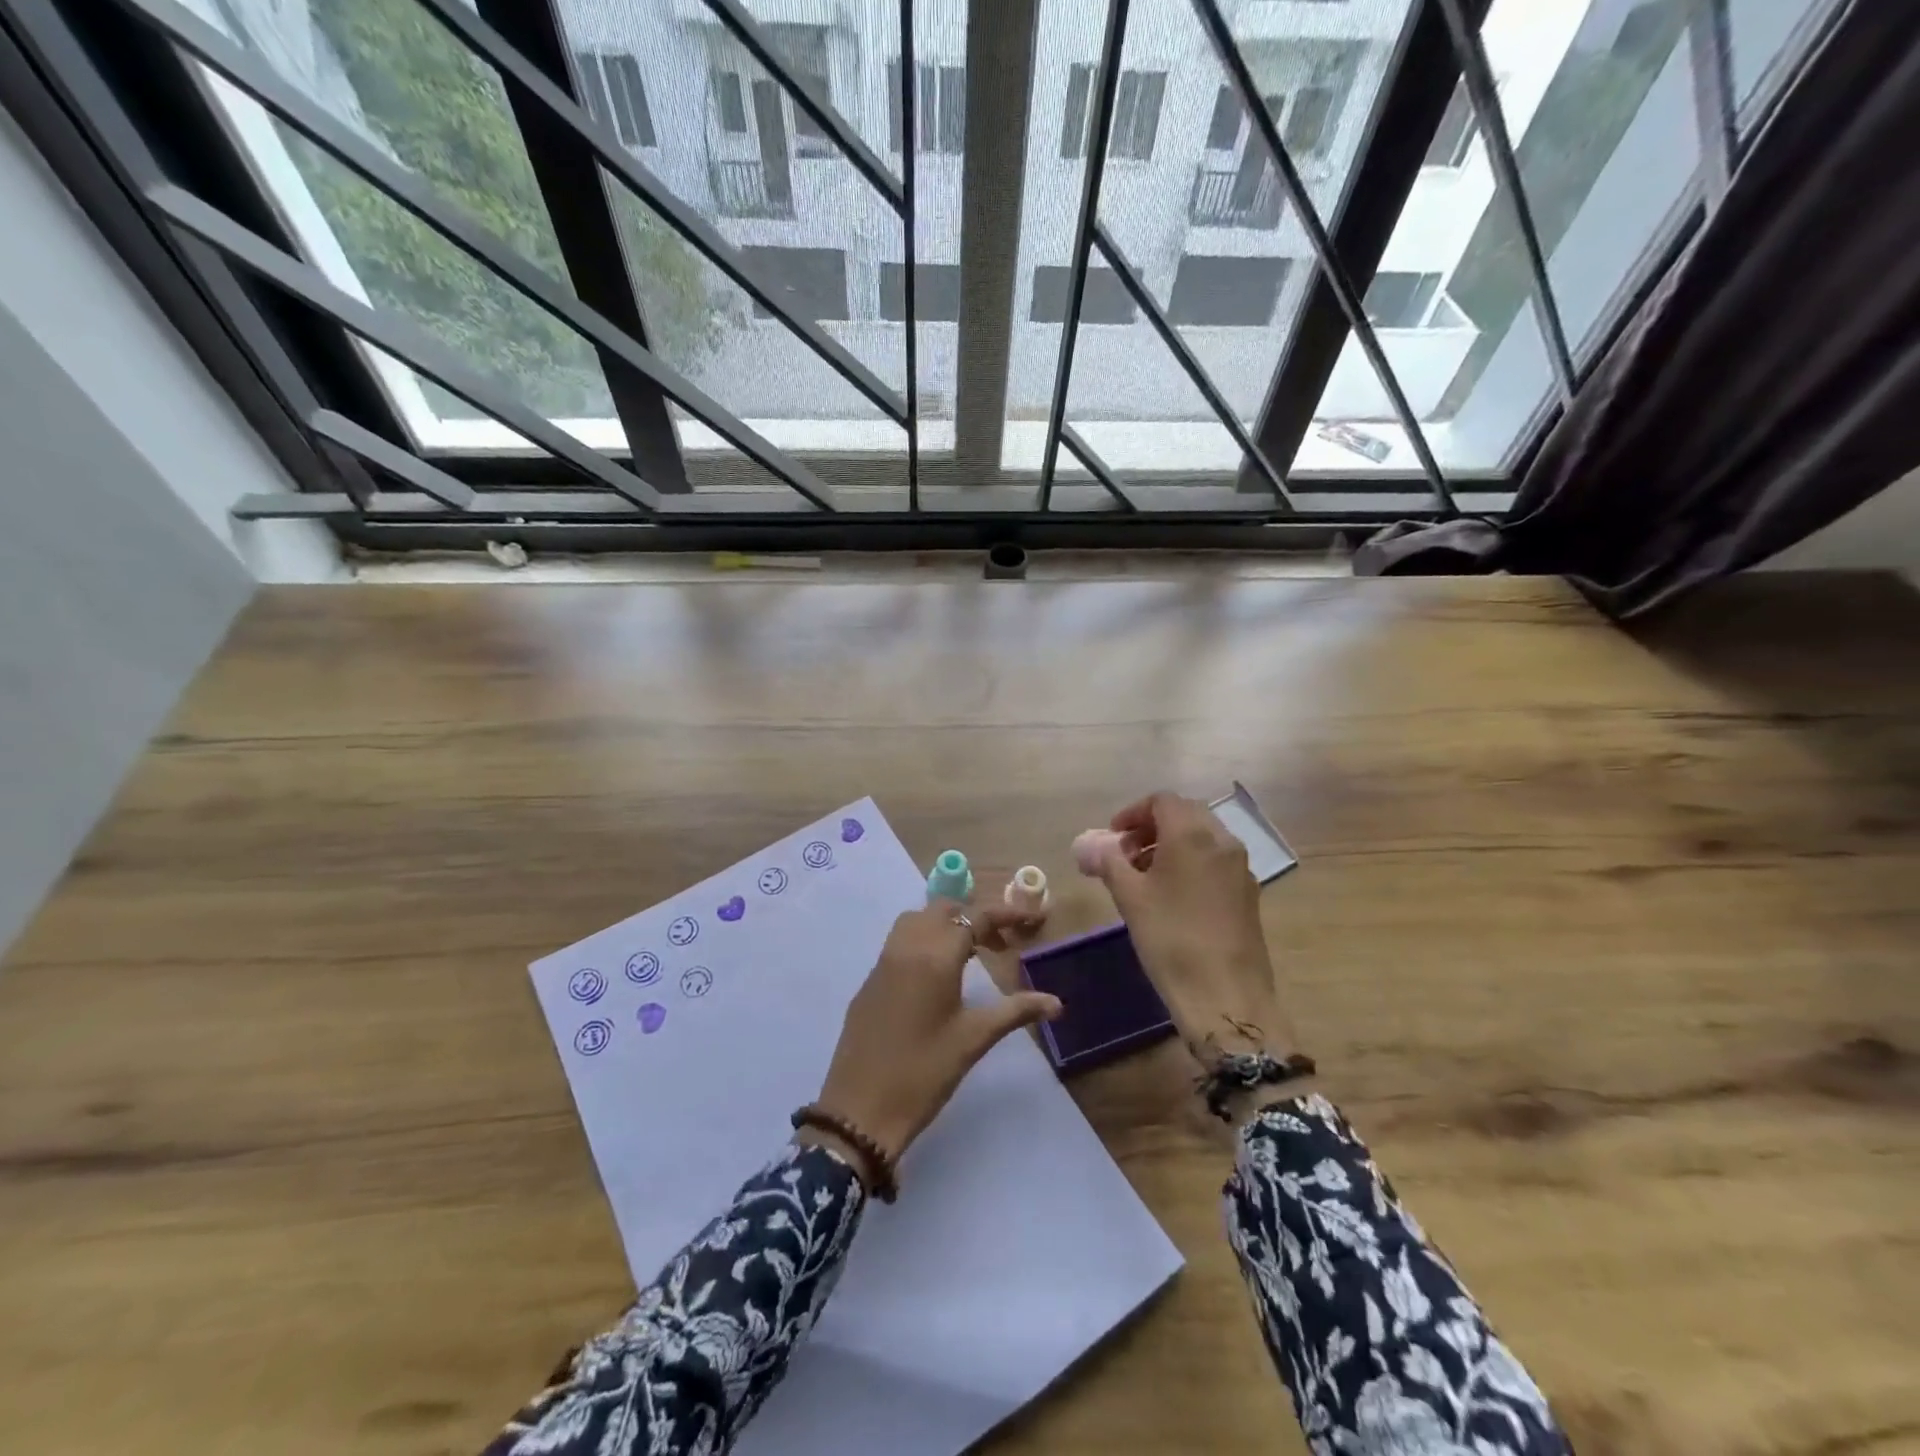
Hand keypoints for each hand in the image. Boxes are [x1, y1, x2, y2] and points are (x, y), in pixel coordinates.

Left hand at [808, 902, 1059, 1180]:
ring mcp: (883, 962)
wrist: (860, 1109)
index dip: (1005, 915)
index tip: (1029, 920)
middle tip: (1000, 945)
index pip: (974, 918)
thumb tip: (1056, 1003)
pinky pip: (899, 942)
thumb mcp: (974, 1039)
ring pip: (916, 920)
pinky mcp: (869, 981)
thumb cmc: (924, 1072)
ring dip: (945, 925)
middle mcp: (906, 947)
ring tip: (969, 954)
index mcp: (935, 957)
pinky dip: (923, 941)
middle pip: (943, 910)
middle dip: (974, 918)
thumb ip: (1015, 1012)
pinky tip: (936, 976)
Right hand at [1094, 792, 1296, 1064]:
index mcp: (1192, 835)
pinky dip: (1191, 863)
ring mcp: (1240, 868)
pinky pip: (1215, 861)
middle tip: (1125, 853)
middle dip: (1152, 827)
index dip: (1133, 813)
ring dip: (1171, 845)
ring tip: (1144, 876)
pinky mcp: (1248, 893)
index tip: (1112, 837)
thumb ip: (1108, 863)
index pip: (1162, 801)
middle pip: (1185, 814)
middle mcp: (1222, 842)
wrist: (1226, 995)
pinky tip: (1171, 896)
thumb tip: (1089, 846)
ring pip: (1203, 838)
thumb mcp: (1130, 898)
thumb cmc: (1171, 939)